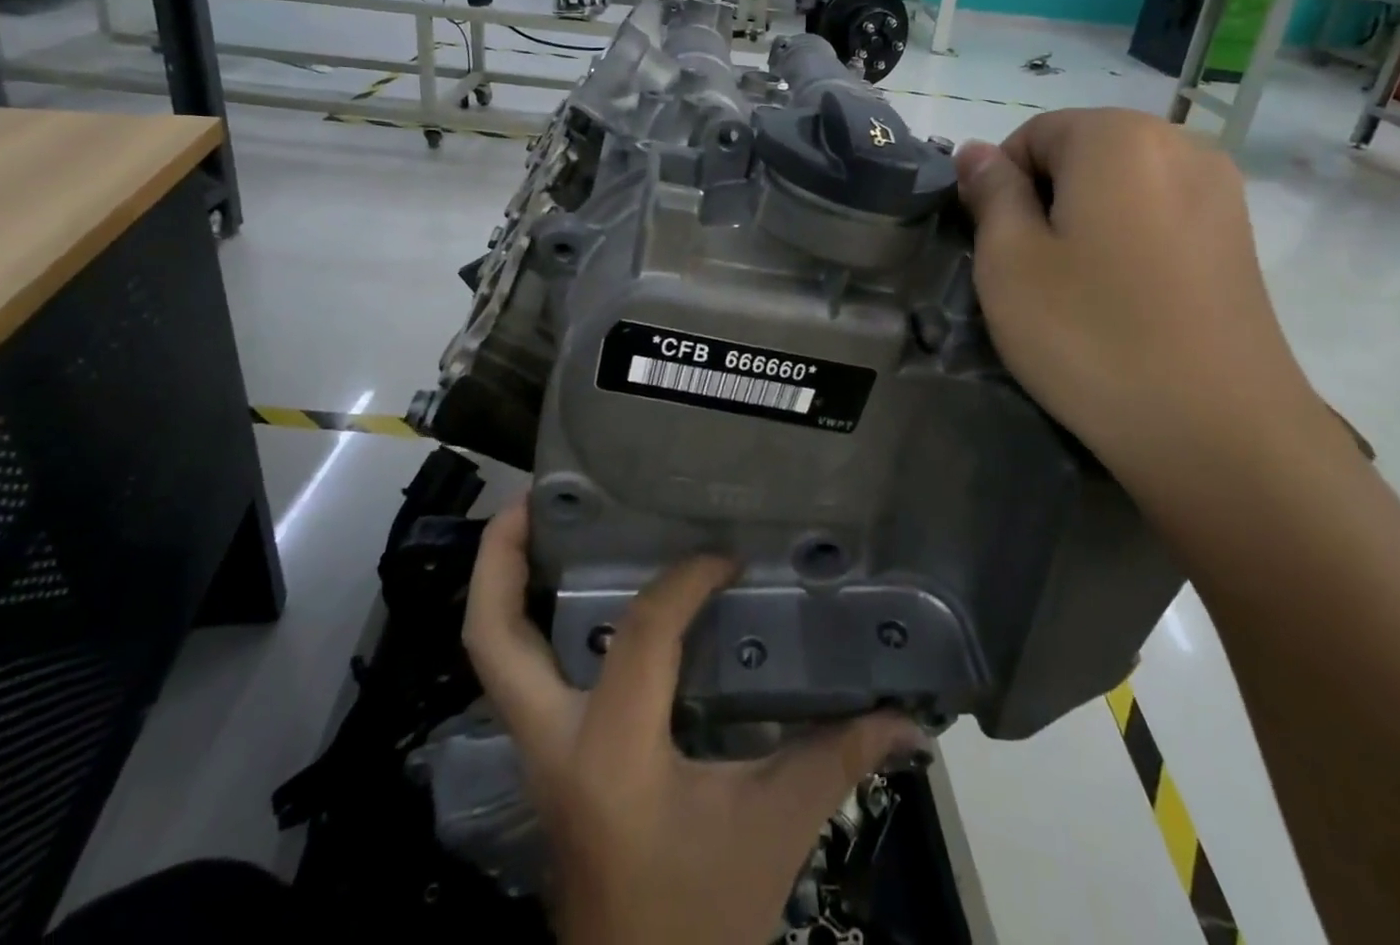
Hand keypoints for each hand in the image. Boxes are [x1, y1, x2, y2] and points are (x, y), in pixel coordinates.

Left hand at [462, 496, 927, 944]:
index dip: (684, 583)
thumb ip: (837, 761)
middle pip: (492, 640)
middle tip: (538, 496)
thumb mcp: (774, 831)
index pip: (640, 636)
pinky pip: (521, 677)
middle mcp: (552, 745)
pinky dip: (535, 624)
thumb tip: (908, 719)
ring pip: (491, 657)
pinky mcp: (544, 761)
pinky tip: (578, 593)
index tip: (726, 558)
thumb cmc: (702, 918)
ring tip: (543, 523)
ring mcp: (536, 755)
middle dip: (503, 557)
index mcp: (611, 756)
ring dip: (506, 586)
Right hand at [955, 109, 1348, 502]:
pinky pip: (1161, 217)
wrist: (1219, 433)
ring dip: (1085, 222)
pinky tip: (1125, 300)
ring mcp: (1222, 192)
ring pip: (1121, 187)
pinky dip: (1128, 242)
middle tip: (1031, 272)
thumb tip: (977, 152)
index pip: (1032, 134)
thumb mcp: (1009, 261)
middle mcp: (1181, 144)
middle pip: (1082, 154)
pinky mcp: (1240, 240)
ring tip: (1078, 290)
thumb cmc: (1091, 334)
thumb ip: (990, 193)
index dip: (1000, 185)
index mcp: (1119, 137)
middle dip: (1045, 200)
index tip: (996, 246)